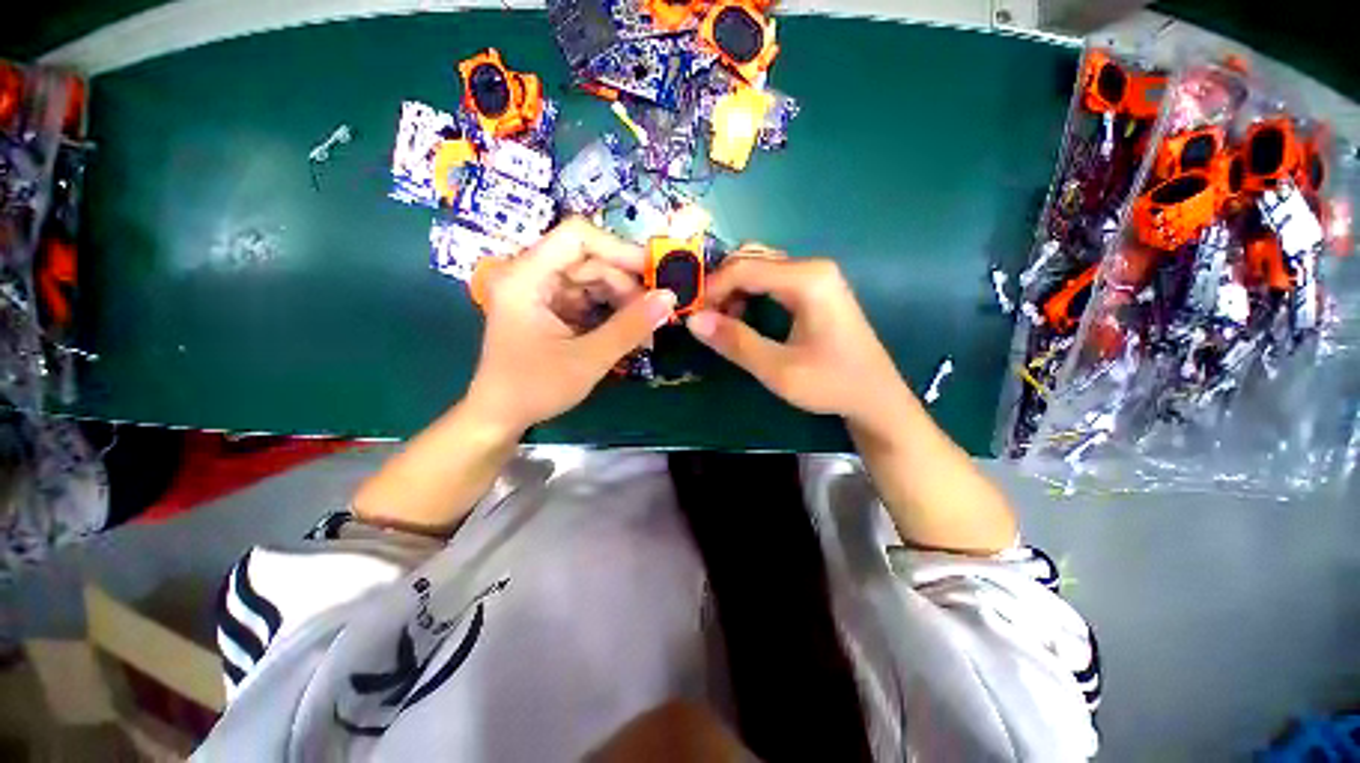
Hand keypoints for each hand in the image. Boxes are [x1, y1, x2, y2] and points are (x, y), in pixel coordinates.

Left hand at [467, 218, 675, 434]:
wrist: (501, 416)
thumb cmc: (535, 388)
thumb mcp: (588, 359)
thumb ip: (630, 327)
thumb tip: (670, 297)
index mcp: (526, 277)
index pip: (577, 237)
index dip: (619, 249)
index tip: (653, 274)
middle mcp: (531, 274)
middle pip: (589, 260)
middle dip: (625, 285)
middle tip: (654, 314)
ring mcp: (541, 291)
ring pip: (592, 279)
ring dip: (623, 301)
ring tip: (645, 328)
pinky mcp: (550, 307)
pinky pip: (588, 298)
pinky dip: (611, 312)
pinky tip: (629, 331)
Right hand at [686, 247, 912, 429]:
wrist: (875, 397)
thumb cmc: (831, 384)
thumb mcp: (778, 370)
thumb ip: (735, 342)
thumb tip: (693, 320)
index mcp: (807, 280)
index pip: (745, 268)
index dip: (712, 288)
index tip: (692, 314)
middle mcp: (812, 267)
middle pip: (751, 258)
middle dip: (722, 285)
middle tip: (707, 318)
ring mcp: (816, 276)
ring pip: (759, 266)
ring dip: (734, 288)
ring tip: (723, 321)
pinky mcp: (815, 288)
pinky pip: (771, 279)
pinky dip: (749, 292)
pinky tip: (744, 316)